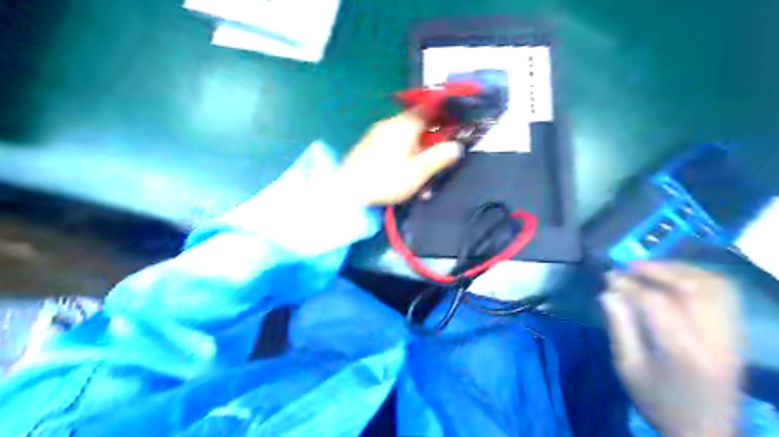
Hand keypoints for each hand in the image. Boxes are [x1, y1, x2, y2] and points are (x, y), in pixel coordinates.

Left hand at [335, 110, 461, 206]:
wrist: (347, 190)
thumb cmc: (385, 181)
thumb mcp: (417, 173)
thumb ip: (438, 158)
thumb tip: (456, 147)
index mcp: (403, 126)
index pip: (427, 109)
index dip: (441, 114)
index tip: (452, 123)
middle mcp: (389, 124)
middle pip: (415, 121)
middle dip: (429, 133)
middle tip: (438, 151)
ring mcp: (376, 133)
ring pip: (403, 132)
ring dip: (415, 143)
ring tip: (420, 164)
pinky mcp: (368, 144)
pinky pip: (391, 140)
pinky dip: (402, 148)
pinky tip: (401, 166)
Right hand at [601, 262, 740, 436]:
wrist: (706, 431)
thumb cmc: (659, 402)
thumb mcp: (628, 368)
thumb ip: (619, 327)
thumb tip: (608, 292)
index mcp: (682, 353)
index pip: (656, 302)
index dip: (629, 284)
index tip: (609, 276)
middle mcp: (714, 340)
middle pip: (693, 287)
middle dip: (657, 269)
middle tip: (629, 265)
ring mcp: (731, 337)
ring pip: (716, 286)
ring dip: (681, 269)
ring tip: (652, 268)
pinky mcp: (737, 335)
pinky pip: (726, 295)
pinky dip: (700, 278)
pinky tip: (676, 278)